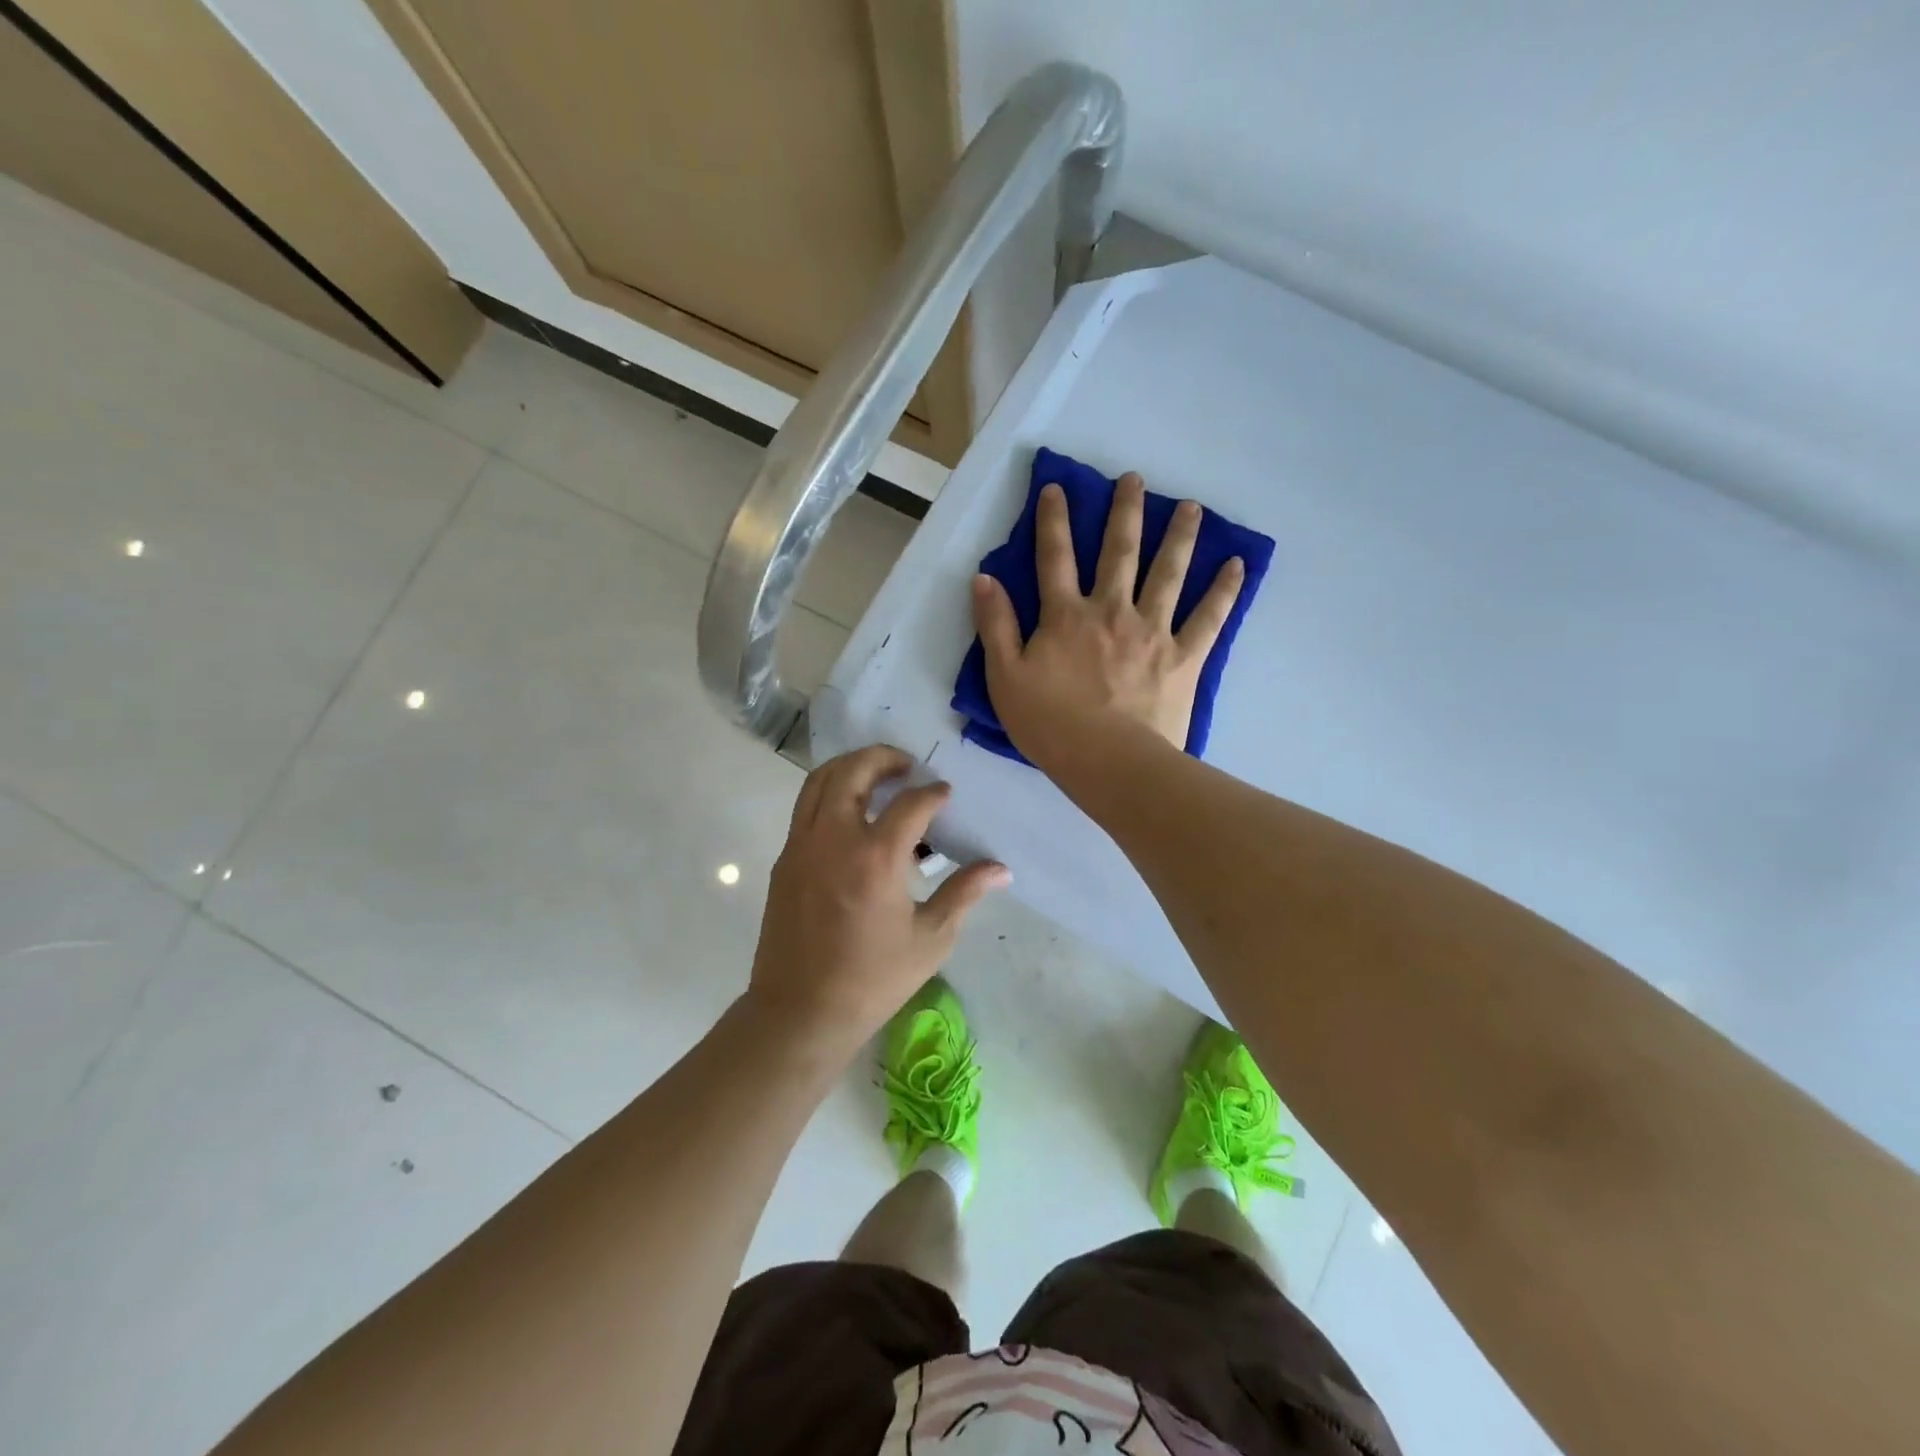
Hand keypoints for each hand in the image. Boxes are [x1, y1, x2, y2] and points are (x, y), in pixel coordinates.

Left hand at [745, 745, 1008, 1061]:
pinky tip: (851, 814)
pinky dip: (829, 793)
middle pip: (853, 771)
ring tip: (877, 776)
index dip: (933, 793)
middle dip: (882, 758)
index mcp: (876, 858)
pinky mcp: (784, 860)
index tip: (945, 794)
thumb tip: (1001, 869)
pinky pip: (805, 807)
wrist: (801, 1011)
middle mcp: (834, 839)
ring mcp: (802, 846)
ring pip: (819, 781)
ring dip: (850, 768)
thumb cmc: (873, 979)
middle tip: (906, 765)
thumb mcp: (931, 939)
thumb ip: (964, 893)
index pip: (911, 804)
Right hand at [972, 472, 1243, 774]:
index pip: (1055, 557)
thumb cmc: (1050, 724)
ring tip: (1192, 507)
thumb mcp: (1005, 677)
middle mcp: (1111, 611)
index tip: (1057, 488)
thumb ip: (996, 626)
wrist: (1108, 762)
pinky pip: (1209, 618)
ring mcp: (1152, 631)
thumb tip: (984, 578)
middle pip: (1119, 552)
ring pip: (1168, 573)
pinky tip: (1237, 566)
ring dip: (1180, 537)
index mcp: (1066, 616)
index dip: (1053, 520)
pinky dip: (1224, 591)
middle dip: (1125, 512)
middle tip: (1136, 479)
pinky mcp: (1184, 657)